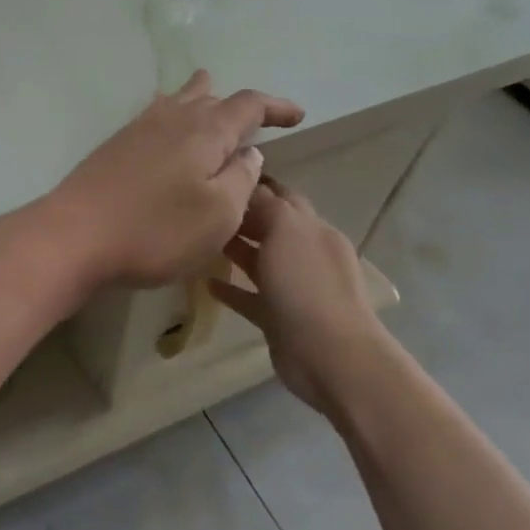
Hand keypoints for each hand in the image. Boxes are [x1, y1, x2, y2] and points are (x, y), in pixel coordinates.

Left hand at [43, 71, 303, 289]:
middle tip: (255, 121)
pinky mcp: (113, 147)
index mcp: (205, 131)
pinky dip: (171, 115)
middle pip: (209, 96)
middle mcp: (171, 118)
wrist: (74, 236)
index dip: (275, 107)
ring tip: (212, 103)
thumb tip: (248, 152)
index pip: (248, 104)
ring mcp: (137, 130)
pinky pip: (153, 117)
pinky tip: (166, 129)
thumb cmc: (155, 230)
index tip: (297, 116)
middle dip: (236, 105)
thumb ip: (241, 179)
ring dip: (200, 101)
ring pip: (177, 102)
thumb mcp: (218, 215)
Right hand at [209, 177, 389, 413]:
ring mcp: (294, 289)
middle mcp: (306, 255)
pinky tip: (206, 283)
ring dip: (234, 250)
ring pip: (260, 262)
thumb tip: (249, 185)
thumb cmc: (307, 285)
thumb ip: (267, 204)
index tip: (220, 174)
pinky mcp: (279, 318)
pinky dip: (232, 289)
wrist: (330, 355)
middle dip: (242, 216)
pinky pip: (250, 297)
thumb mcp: (286, 229)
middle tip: (202, 207)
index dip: (256, 184)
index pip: (283, 197)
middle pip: (270, 227)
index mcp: (313, 229)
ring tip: (199, 241)